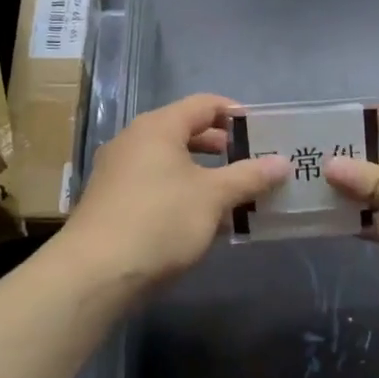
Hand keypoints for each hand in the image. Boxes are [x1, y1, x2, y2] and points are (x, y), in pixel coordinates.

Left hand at [61, 93, 289, 290]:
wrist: (95, 273)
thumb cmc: (160, 220)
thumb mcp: (213, 197)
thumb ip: (249, 176)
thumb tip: (282, 162)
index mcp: (158, 127)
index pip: (204, 104)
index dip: (236, 114)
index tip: (264, 132)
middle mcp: (134, 141)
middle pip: (186, 132)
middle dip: (223, 148)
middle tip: (253, 165)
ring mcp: (118, 172)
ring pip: (171, 163)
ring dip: (204, 175)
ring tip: (234, 196)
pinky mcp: (112, 203)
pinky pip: (156, 186)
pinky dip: (182, 194)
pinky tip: (202, 221)